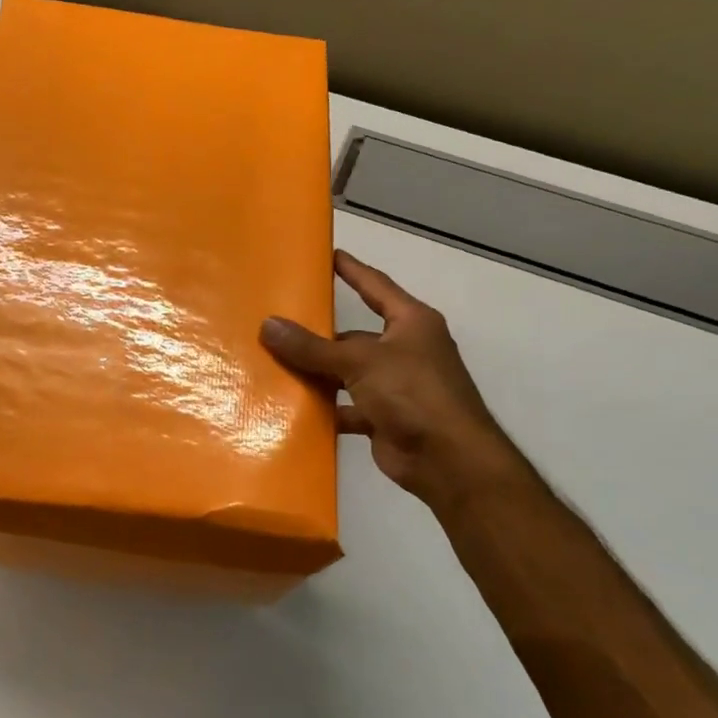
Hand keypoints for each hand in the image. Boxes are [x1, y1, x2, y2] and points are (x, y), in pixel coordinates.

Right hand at [261, 250, 523, 503]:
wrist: (449, 462)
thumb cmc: (414, 393)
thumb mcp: (360, 361)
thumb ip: (312, 347)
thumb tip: (267, 325)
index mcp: (411, 323)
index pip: (375, 285)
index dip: (352, 269)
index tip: (326, 255)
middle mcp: (405, 350)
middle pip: (354, 335)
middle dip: (319, 333)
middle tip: (277, 321)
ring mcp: (395, 386)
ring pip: (347, 372)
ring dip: (318, 372)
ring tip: (273, 363)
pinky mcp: (384, 418)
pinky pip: (346, 406)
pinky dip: (324, 408)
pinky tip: (291, 406)